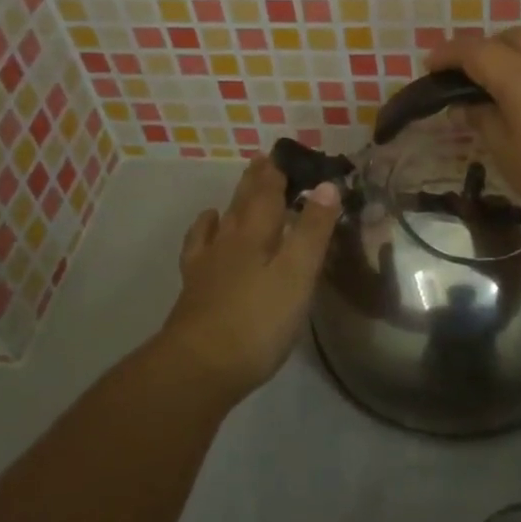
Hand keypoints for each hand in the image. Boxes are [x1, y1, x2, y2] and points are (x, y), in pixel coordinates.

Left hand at [164, 157, 342, 400]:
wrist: (197, 368)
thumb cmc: (257, 321)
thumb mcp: (297, 274)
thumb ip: (312, 230)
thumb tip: (326, 185)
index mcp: (256, 233)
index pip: (268, 192)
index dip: (278, 172)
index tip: (285, 153)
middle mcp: (229, 240)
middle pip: (243, 202)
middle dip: (256, 180)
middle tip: (263, 161)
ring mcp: (207, 265)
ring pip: (221, 222)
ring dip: (233, 202)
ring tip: (239, 191)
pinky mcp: (194, 289)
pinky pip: (198, 248)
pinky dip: (204, 233)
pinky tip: (206, 236)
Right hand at [427, 28, 520, 250]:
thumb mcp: (508, 154)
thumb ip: (482, 119)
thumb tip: (465, 105)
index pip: (475, 50)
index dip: (448, 54)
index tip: (429, 65)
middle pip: (509, 36)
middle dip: (482, 49)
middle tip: (465, 78)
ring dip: (512, 51)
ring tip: (500, 83)